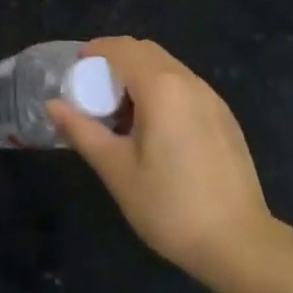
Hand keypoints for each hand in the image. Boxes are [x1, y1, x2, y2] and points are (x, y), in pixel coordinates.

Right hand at [49, 37, 274, 292]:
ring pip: (168, 67)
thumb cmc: (170, 206)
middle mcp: (189, 81)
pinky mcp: (225, 117)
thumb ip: (83, 131)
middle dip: (116, 61)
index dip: (94, 52)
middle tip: (93, 92)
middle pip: (146, 51)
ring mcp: (212, 98)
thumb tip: (53, 105)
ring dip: (140, 75)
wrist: (239, 242)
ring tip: (120, 113)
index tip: (74, 70)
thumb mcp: (117, 170)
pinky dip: (162, 90)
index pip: (121, 49)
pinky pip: (186, 87)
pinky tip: (155, 129)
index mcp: (161, 87)